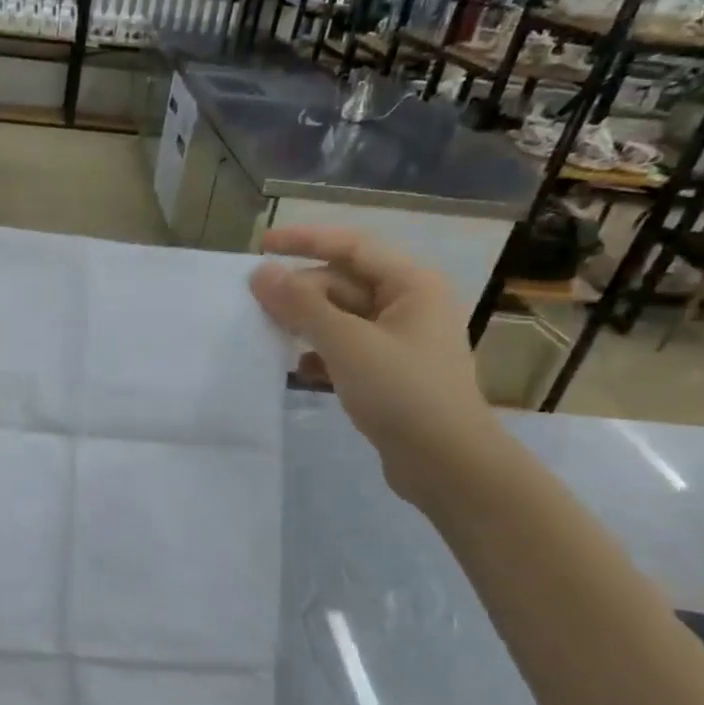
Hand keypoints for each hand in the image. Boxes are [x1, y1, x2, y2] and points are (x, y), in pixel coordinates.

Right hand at [250, 226, 505, 504]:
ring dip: (306, 323)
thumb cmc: (402, 393)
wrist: (447, 464)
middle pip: (344, 283)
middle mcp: (409, 305)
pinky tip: (298, 368)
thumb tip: (260, 273)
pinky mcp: (390, 373)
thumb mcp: (346, 344)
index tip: (261, 245)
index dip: (306, 241)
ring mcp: (400, 341)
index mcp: (411, 284)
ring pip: (342, 318)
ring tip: (267, 332)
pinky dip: (320, 354)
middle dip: (301, 291)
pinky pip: (346, 349)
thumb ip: (300, 305)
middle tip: (256, 303)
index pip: (352, 246)